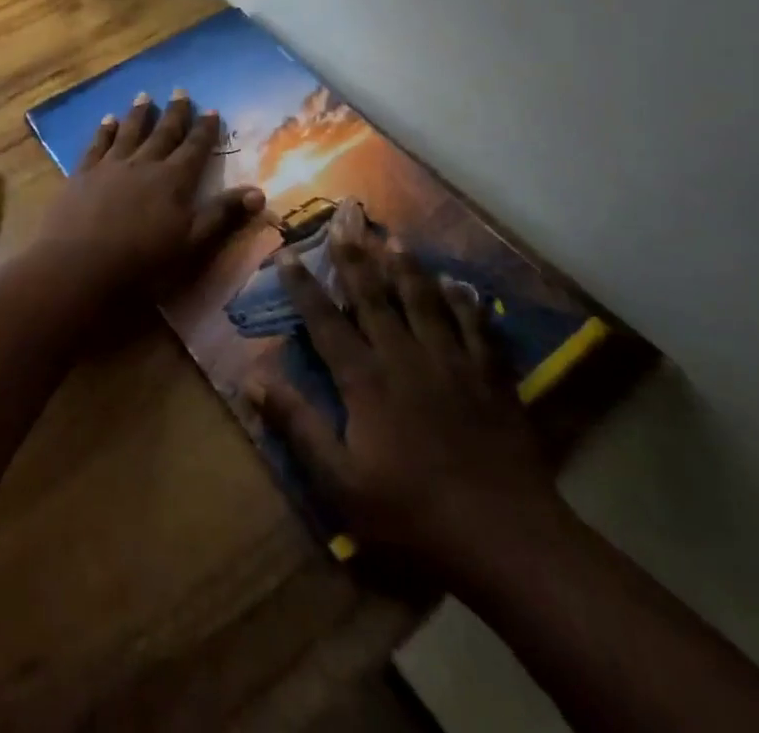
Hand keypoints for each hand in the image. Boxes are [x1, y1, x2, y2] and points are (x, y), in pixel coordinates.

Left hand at [35, 90, 263, 297]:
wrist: (79, 266)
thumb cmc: (142, 262)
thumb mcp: (192, 244)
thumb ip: (223, 215)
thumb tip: (259, 192)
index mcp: (173, 181)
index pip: (194, 148)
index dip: (205, 130)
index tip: (212, 110)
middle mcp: (144, 164)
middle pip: (163, 133)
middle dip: (175, 112)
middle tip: (181, 91)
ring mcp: (110, 166)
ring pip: (129, 132)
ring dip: (139, 114)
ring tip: (145, 96)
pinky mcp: (83, 174)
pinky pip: (97, 144)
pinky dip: (104, 130)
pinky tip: (107, 120)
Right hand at [249, 199, 568, 595]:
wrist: (506, 538)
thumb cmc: (412, 514)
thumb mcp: (341, 483)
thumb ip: (298, 427)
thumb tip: (252, 380)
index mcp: (366, 380)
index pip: (325, 321)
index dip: (303, 285)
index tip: (287, 251)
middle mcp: (405, 357)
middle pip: (374, 297)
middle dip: (355, 257)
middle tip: (344, 219)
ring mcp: (452, 364)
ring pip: (424, 302)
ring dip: (407, 268)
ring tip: (394, 238)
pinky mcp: (491, 379)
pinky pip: (477, 329)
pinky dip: (467, 304)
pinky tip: (461, 285)